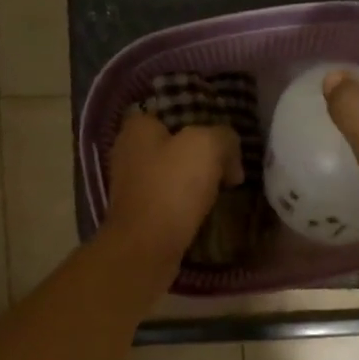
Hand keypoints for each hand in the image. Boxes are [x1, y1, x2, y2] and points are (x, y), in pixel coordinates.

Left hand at [102, 111, 243, 268]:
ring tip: (221, 190)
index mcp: (138, 128)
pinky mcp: (138, 213)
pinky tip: (203, 211)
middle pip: (173, 144)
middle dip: (200, 155)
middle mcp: (128, 152)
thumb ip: (224, 137)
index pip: (169, 112)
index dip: (198, 121)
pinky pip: (169, 198)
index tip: (221, 138)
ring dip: (194, 181)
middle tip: (227, 167)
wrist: (146, 247)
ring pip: (172, 173)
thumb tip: (230, 157)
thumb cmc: (172, 188)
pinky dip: (185, 203)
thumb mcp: (207, 146)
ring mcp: (130, 185)